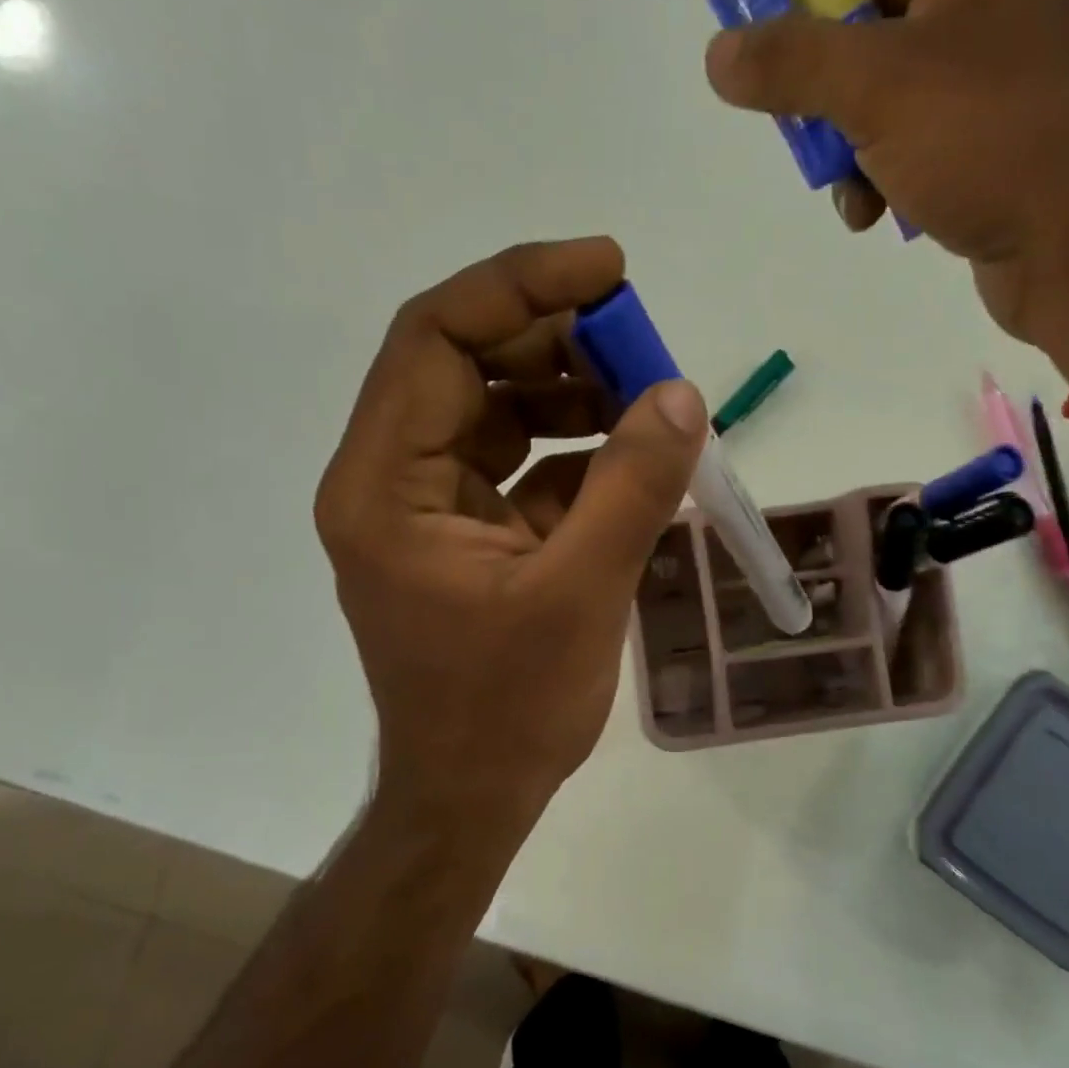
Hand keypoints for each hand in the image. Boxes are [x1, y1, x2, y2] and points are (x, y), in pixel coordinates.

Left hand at [315, 239, 706, 832]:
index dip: (521, 288)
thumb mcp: (580, 594)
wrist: (471, 796)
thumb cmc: (507, 710)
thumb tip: (683, 396)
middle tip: (642, 346)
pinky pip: (517, 466)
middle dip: (556, 344)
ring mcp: (427, 510)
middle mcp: (391, 482)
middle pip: (465, 367)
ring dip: (570, 395)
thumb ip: (631, 488)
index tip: (609, 270)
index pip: (436, 340)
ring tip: (647, 403)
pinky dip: (572, 453)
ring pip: (494, 413)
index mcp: (385, 486)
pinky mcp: (465, 537)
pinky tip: (629, 461)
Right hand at [705, 0, 1068, 374]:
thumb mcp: (879, 88)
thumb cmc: (996, 135)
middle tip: (768, 85)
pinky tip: (871, 213)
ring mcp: (982, 65)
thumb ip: (792, 63)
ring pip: (874, 74)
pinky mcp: (979, 136)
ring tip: (836, 178)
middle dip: (809, 46)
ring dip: (837, 129)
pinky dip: (873, 170)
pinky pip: (901, 134)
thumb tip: (720, 53)